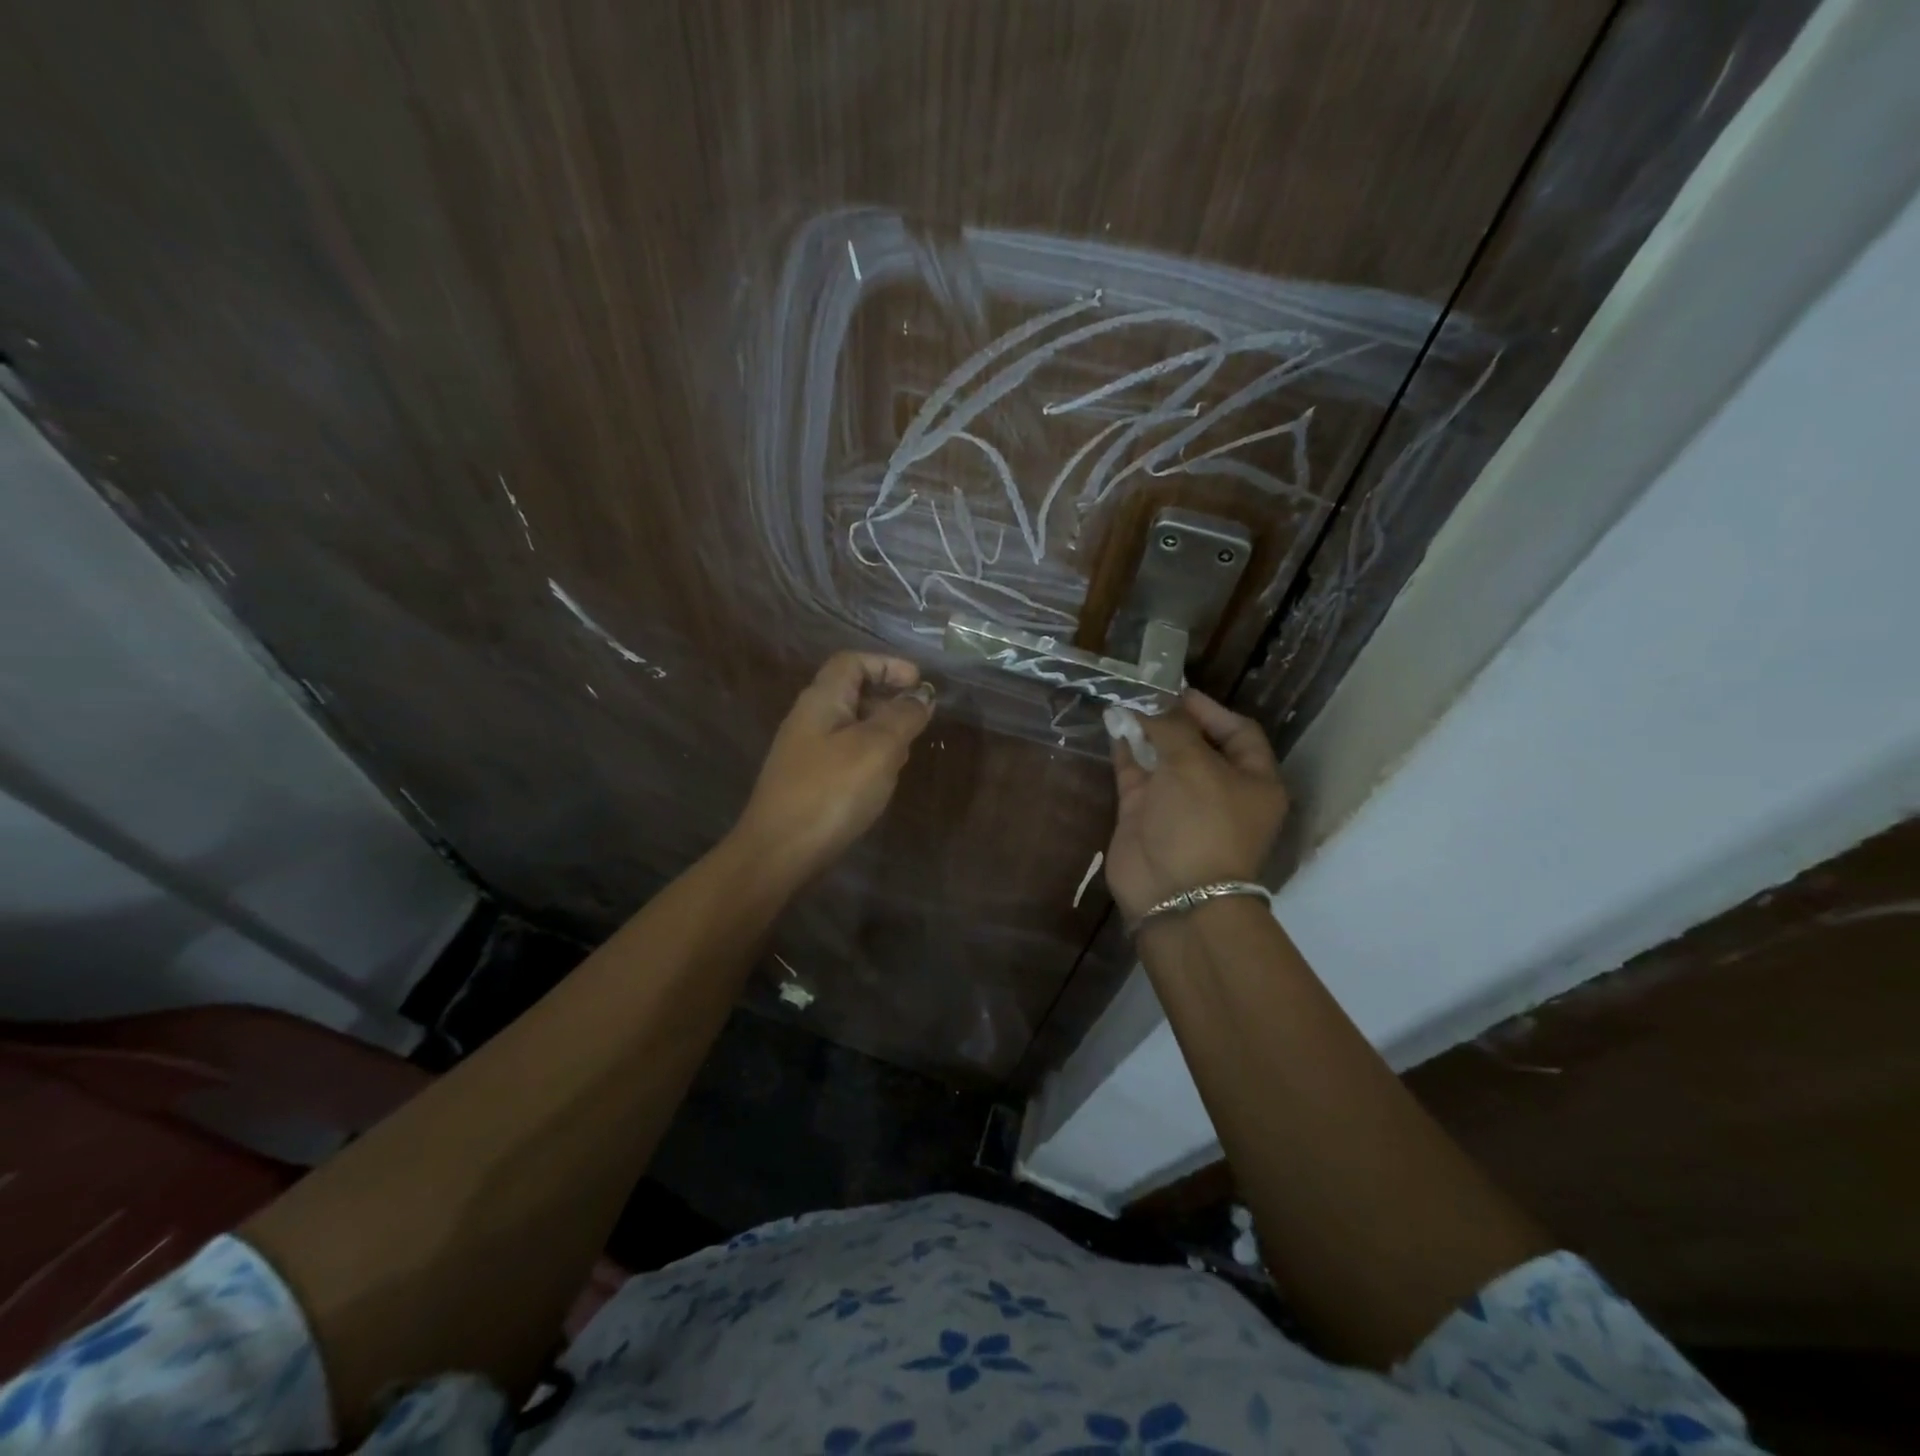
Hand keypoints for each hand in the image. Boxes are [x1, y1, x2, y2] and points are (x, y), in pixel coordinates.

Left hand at [732, 652, 933, 883]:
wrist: (778, 853)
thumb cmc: (831, 792)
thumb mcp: (877, 748)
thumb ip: (903, 716)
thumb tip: (921, 695)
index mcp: (821, 700)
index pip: (852, 662)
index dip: (887, 664)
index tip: (919, 682)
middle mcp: (809, 719)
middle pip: (852, 692)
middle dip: (889, 698)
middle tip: (920, 718)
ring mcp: (805, 752)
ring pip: (851, 726)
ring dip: (882, 730)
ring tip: (908, 750)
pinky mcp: (808, 782)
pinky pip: (845, 755)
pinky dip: (870, 757)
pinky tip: (883, 780)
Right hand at [1105, 689, 1288, 925]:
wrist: (1173, 893)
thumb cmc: (1201, 823)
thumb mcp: (1195, 765)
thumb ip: (1173, 728)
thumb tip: (1154, 706)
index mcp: (1254, 781)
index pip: (1239, 733)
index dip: (1211, 710)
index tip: (1178, 692)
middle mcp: (1219, 790)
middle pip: (1198, 743)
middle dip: (1173, 718)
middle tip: (1146, 693)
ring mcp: (1179, 803)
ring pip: (1164, 757)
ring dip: (1146, 731)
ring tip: (1126, 702)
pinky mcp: (1146, 814)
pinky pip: (1137, 773)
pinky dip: (1127, 750)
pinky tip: (1114, 725)